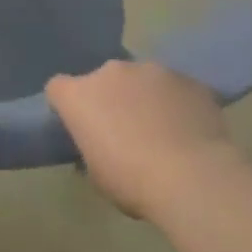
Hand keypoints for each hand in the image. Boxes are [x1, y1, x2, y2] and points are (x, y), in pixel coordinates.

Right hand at [46, 60, 237, 218]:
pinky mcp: (188, 78)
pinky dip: (177, 103)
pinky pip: (175, 88)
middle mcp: (112, 72)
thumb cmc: (132, 181)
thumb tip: (100, 148)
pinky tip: (190, 130)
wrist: (193, 176)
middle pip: (103, 80)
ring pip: (142, 80)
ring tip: (164, 131)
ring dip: (145, 98)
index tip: (81, 126)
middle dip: (111, 99)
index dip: (67, 105)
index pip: (58, 88)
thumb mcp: (97, 176)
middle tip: (125, 131)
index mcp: (80, 96)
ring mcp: (153, 70)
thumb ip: (92, 151)